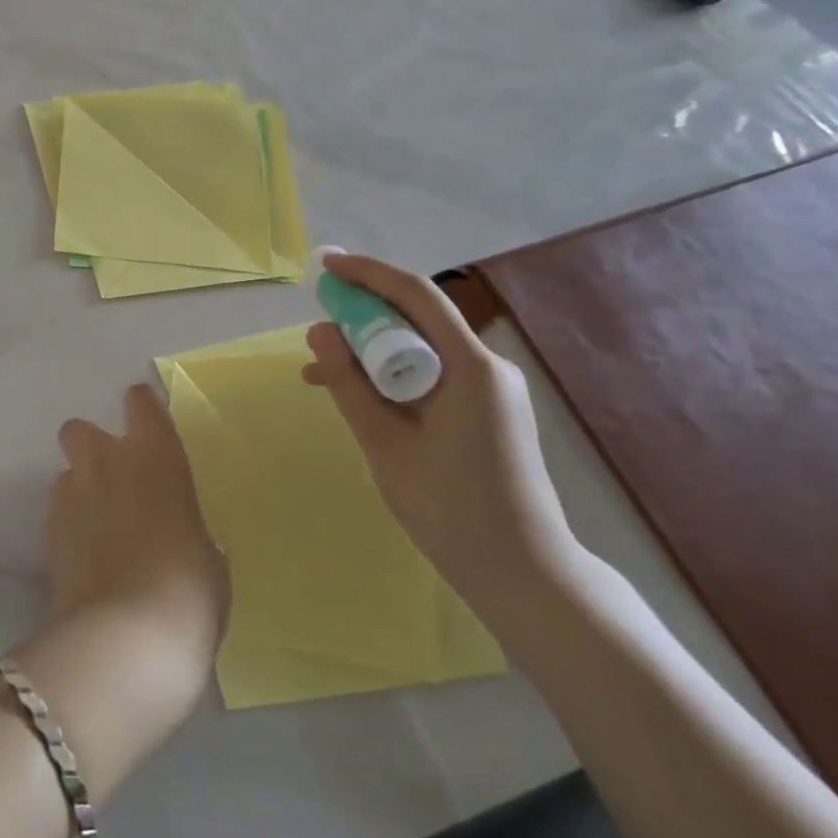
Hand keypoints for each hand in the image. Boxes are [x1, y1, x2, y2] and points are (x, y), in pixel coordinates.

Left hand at [45, 385, 227, 701]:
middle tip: (116, 479)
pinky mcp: (48, 536)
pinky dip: (69, 525)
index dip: (143, 409)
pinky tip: (86, 555)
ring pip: (64, 472)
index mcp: (155, 457)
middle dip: (92, 446)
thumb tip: (178, 533)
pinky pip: (58, 513)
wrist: (126, 640)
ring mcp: (71, 498)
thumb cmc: (189, 591)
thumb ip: (188, 528)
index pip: (140, 403)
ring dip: (79, 488)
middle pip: (79, 428)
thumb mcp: (209, 557)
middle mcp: (106, 464)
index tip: (150, 426)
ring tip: (99, 525)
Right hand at [303, 253, 581, 615]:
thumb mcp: (384, 443)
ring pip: (422, 348)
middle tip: (316, 323)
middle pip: (419, 318)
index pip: (415, 295)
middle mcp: (487, 366)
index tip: (324, 266)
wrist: (522, 571)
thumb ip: (348, 383)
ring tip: (319, 370)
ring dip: (372, 350)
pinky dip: (392, 376)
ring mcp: (491, 389)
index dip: (367, 273)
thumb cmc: (448, 508)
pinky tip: (357, 396)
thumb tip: (319, 332)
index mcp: (470, 367)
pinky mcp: (487, 410)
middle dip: (363, 313)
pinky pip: (431, 374)